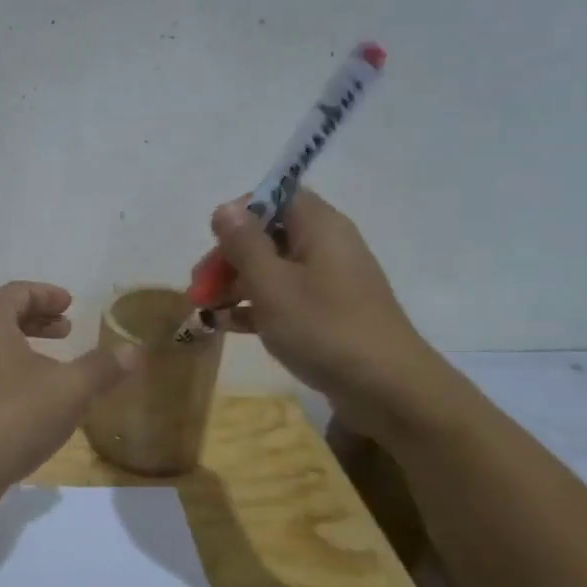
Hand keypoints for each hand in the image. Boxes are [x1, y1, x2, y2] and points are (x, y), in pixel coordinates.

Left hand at [0, 282, 137, 489]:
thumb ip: (103, 367)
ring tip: (55, 363)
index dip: (48, 295)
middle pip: (3, 315)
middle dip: (38, 320)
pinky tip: (32, 396)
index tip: (72, 305)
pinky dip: (10, 369)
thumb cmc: (15, 417)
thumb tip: (134, 351)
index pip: (18, 292)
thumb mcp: (70, 389)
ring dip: (25, 346)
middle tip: (67, 330)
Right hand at [211, 191, 446, 429]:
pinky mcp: (328, 314)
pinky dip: (255, 307)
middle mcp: (326, 246)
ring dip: (235, 285)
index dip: (239, 214)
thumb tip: (225, 208)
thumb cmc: (324, 328)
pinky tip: (225, 326)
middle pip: (267, 235)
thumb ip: (244, 243)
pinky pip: (283, 298)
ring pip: (271, 269)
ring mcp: (328, 282)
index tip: (213, 244)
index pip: (275, 196)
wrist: (388, 390)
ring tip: (204, 312)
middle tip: (198, 289)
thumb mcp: (272, 284)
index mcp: (319, 226)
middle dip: (228, 258)